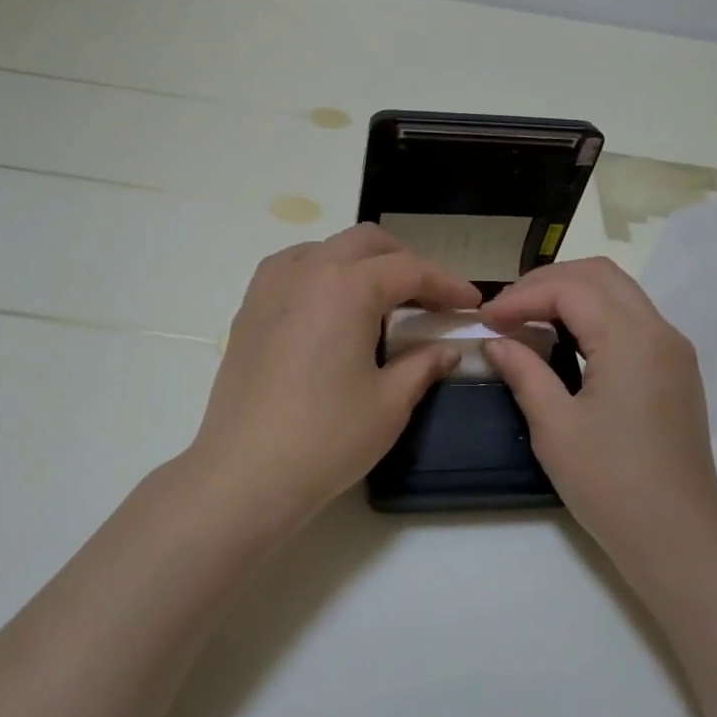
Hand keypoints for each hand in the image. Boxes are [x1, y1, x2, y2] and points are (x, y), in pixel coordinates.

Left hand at [186, 224, 481, 534]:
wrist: (246, 473)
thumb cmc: (327, 438)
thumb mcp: (389, 403)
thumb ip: (423, 365)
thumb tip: (446, 350)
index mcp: (347, 286)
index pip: (410, 270)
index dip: (447, 283)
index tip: (471, 301)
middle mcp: (307, 270)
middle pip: (366, 242)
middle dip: (405, 261)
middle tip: (429, 297)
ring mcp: (270, 287)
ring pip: (326, 248)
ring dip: (362, 262)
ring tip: (381, 300)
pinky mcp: (249, 310)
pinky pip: (293, 268)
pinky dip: (323, 273)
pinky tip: (332, 309)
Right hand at [480, 258, 716, 555]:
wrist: (677, 537)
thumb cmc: (610, 484)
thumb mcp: (554, 427)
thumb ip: (524, 371)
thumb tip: (496, 342)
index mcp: (632, 339)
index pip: (571, 288)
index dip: (521, 296)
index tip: (485, 320)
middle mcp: (660, 331)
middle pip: (600, 275)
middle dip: (547, 282)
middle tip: (505, 310)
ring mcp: (673, 351)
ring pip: (619, 293)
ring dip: (571, 295)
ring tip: (527, 320)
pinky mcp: (676, 371)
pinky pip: (632, 320)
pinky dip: (594, 316)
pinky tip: (564, 341)